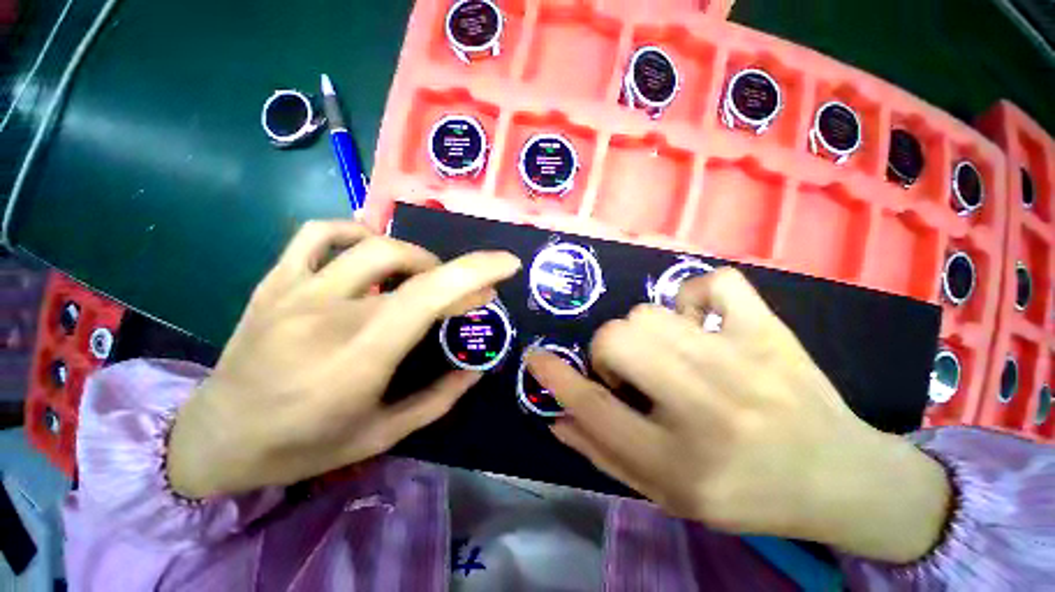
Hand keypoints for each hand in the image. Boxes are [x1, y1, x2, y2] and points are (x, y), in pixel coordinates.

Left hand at [168, 221, 520, 497]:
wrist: (215, 440)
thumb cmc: (302, 446)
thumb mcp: (382, 434)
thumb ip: (439, 398)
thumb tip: (476, 368)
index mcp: (361, 356)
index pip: (431, 295)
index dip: (476, 270)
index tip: (507, 264)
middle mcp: (329, 314)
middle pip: (411, 267)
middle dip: (454, 274)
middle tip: (464, 296)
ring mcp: (295, 292)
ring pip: (372, 244)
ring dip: (415, 256)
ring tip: (423, 277)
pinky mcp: (274, 283)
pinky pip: (316, 234)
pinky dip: (353, 231)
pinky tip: (368, 248)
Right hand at [528, 268, 949, 562]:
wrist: (842, 478)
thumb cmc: (748, 494)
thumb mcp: (668, 493)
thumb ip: (604, 453)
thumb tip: (557, 417)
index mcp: (680, 463)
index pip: (595, 409)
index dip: (556, 379)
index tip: (535, 358)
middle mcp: (708, 409)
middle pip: (619, 339)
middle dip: (607, 351)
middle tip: (627, 370)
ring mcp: (743, 361)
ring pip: (650, 312)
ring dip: (641, 331)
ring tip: (664, 354)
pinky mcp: (771, 331)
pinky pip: (714, 283)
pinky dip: (693, 296)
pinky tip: (699, 321)